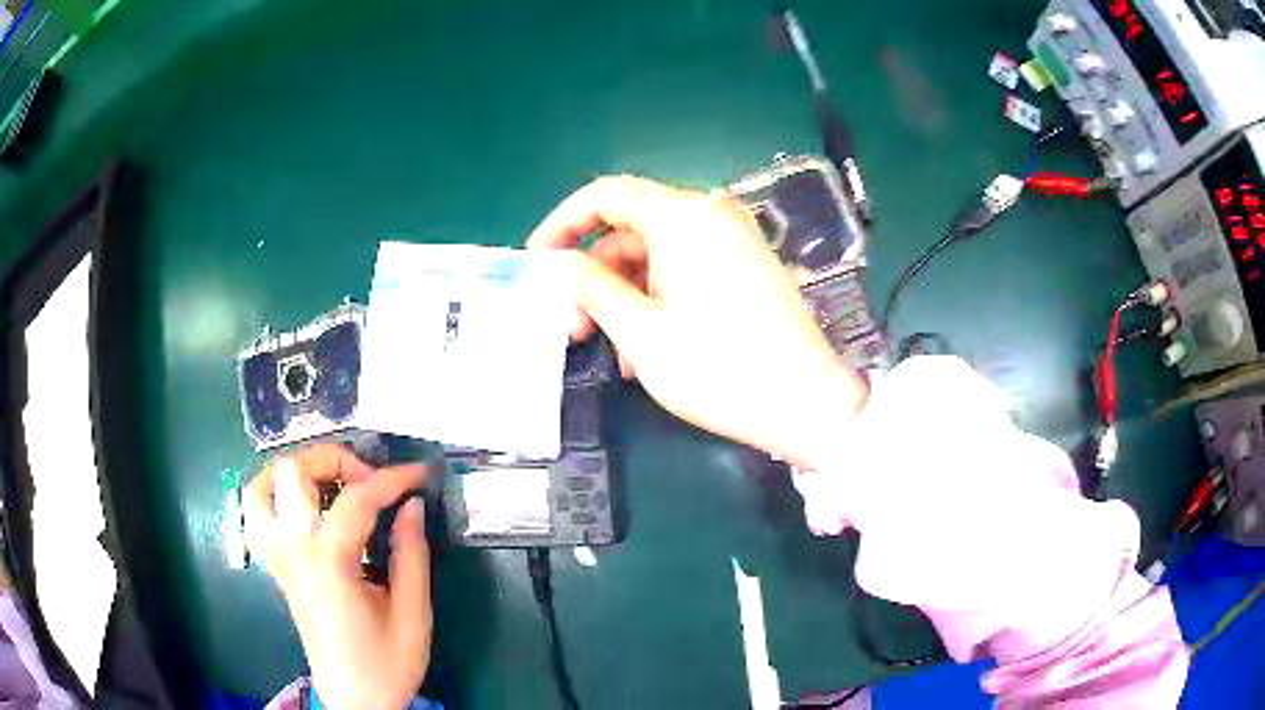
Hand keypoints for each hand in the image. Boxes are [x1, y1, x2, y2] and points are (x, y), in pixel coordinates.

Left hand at [244, 444, 430, 709]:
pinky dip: (277, 492)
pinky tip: (308, 506)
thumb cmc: (386, 664)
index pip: (355, 500)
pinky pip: (258, 511)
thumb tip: (410, 506)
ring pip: (262, 485)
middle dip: (335, 461)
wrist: (354, 698)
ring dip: (297, 473)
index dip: (392, 479)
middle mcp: (293, 551)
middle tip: (370, 483)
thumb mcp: (413, 615)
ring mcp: (278, 557)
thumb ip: (411, 555)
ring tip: (331, 484)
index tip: (421, 475)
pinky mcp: (276, 566)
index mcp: (328, 565)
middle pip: (293, 473)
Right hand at [528, 175, 867, 467]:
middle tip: (573, 327)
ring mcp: (732, 242)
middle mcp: (710, 217)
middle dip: (594, 277)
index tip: (538, 260)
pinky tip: (647, 350)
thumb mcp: (641, 333)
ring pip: (656, 257)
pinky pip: (686, 272)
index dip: (563, 223)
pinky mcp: (745, 268)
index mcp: (683, 218)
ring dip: (625, 299)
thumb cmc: (719, 369)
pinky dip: (658, 301)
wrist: (806, 403)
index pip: (606, 195)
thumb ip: (592, 288)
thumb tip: (561, 263)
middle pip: (630, 230)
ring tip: (613, 353)